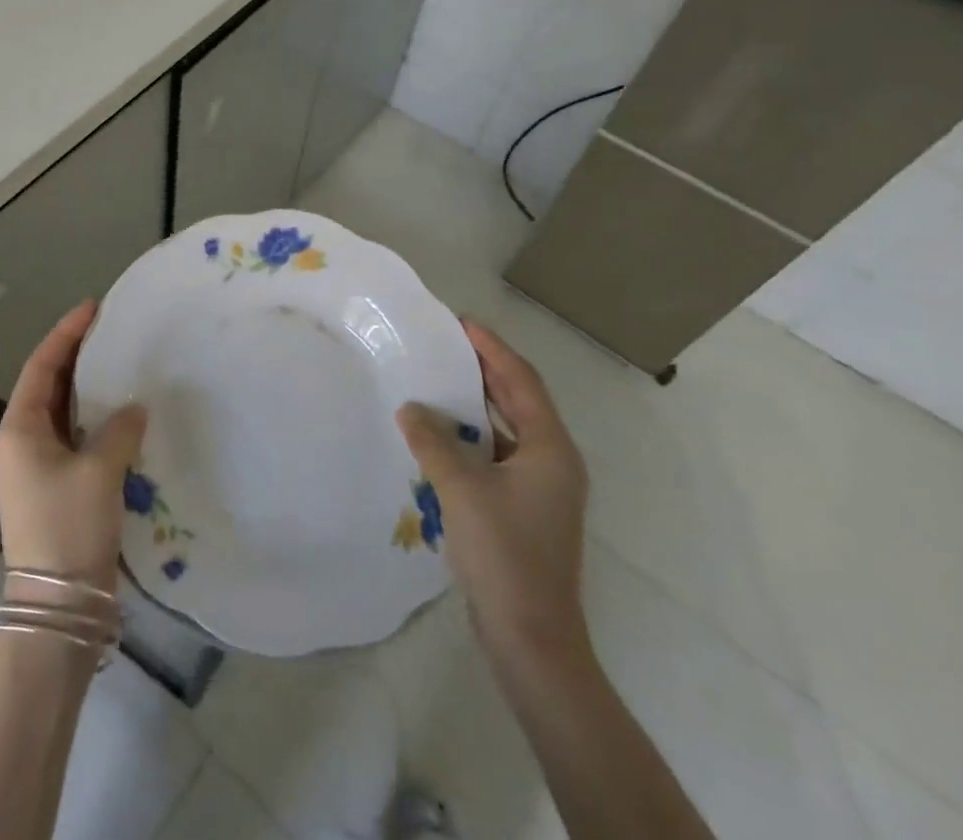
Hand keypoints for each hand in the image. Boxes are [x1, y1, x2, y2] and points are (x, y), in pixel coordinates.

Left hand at [0, 301, 147, 596]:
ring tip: (123, 366)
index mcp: (19, 429)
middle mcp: (22, 443)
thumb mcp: (98, 472)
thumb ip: (118, 430)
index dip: (66, 333)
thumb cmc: (68, 529)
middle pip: (50, 386)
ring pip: (65, 414)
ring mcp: (38, 468)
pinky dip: (98, 423)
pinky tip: (125, 417)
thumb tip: (133, 409)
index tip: (94, 308)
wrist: (58, 611)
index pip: (42, 366)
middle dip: (79, 357)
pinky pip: (77, 440)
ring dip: (90, 390)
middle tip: (113, 332)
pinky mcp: (57, 490)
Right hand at [396, 317, 590, 675]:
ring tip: (437, 382)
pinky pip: (496, 456)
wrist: (532, 640)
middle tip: (446, 344)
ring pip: (506, 430)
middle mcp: (553, 462)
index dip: (491, 348)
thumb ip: (432, 441)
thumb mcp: (461, 489)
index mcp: (550, 449)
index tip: (460, 322)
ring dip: (475, 405)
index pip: (521, 380)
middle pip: (518, 400)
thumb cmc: (504, 555)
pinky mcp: (525, 510)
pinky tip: (439, 437)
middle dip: (484, 370)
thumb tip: (410, 407)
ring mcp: (541, 489)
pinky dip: (471, 438)